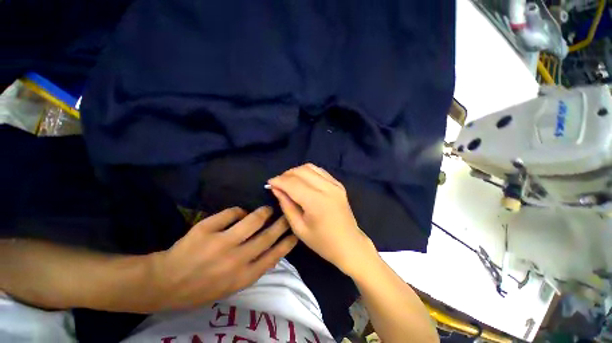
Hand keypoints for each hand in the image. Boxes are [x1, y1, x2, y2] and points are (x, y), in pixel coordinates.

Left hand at [149, 207, 297, 310]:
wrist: (165, 284)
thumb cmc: (202, 287)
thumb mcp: (232, 286)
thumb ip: (254, 268)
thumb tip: (272, 247)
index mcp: (243, 276)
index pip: (274, 256)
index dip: (288, 242)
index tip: (296, 231)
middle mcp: (236, 260)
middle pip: (267, 235)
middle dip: (281, 222)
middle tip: (287, 213)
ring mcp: (220, 243)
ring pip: (253, 219)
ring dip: (263, 212)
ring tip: (266, 209)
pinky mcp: (206, 229)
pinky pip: (232, 212)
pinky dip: (238, 211)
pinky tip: (239, 213)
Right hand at [268, 164, 377, 277]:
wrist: (350, 244)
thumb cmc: (322, 242)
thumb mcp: (299, 228)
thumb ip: (286, 205)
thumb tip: (276, 188)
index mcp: (316, 201)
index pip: (292, 183)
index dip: (278, 181)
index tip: (269, 183)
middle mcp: (327, 188)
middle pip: (301, 171)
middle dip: (286, 175)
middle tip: (278, 184)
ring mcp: (335, 184)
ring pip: (310, 167)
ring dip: (296, 172)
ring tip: (289, 182)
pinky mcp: (338, 184)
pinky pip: (320, 171)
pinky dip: (308, 172)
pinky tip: (303, 181)